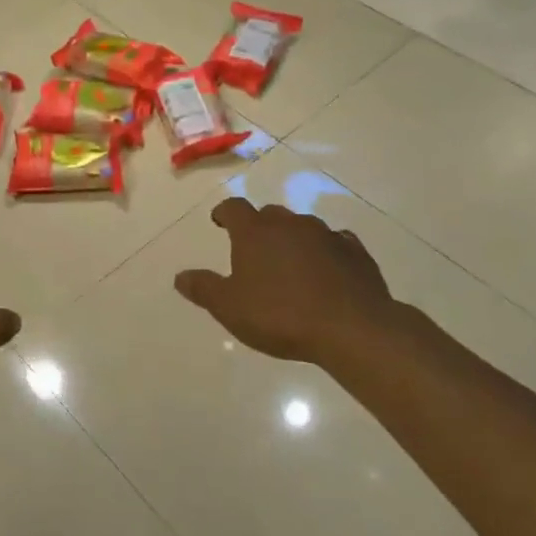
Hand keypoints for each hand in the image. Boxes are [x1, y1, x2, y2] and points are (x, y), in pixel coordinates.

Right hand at [175, 198, 400, 366]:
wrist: (350, 327)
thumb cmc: (280, 315)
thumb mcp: (230, 308)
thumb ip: (204, 289)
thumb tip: (180, 276)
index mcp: (255, 232)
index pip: (234, 208)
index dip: (224, 213)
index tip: (219, 222)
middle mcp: (290, 223)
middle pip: (269, 214)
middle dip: (259, 227)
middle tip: (254, 250)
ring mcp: (326, 234)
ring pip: (303, 227)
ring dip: (293, 239)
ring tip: (290, 263)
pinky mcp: (355, 251)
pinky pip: (335, 243)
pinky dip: (326, 251)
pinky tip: (327, 270)